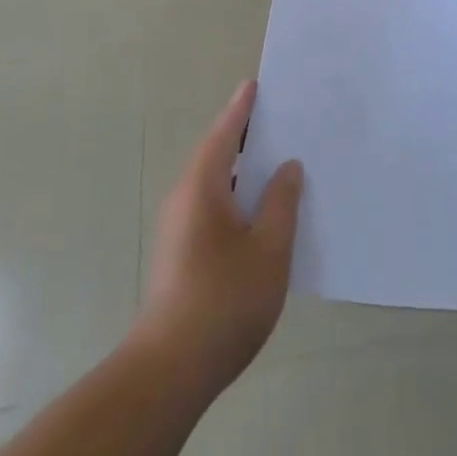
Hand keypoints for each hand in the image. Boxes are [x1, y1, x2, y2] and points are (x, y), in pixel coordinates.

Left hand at [139, 80, 302, 397]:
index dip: (242, 109)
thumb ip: (282, 203)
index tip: (255, 85)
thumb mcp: (270, 249)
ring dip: (242, 171)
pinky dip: (236, 197)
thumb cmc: (225, 300)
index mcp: (203, 187)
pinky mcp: (180, 254)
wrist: (170, 370)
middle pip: (217, 155)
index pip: (224, 134)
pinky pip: (212, 207)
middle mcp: (185, 198)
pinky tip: (261, 214)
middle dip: (245, 137)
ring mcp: (179, 228)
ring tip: (277, 164)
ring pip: (215, 184)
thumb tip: (287, 167)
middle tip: (280, 121)